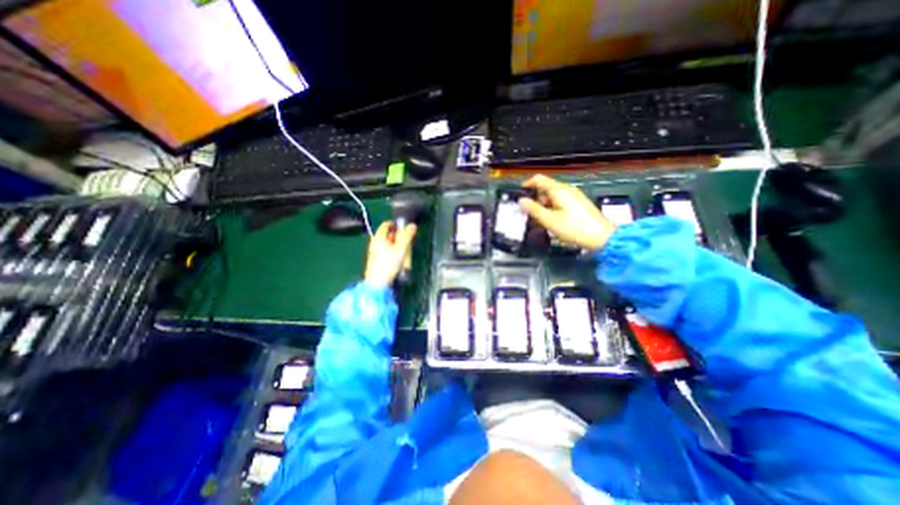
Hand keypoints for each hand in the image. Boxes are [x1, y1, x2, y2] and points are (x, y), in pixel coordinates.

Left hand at [366, 221, 417, 286]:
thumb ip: (407, 236)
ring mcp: (375, 252)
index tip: (406, 231)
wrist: (378, 283)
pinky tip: (398, 261)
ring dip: (398, 247)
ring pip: (389, 244)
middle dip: (399, 238)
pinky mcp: (376, 260)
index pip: (387, 224)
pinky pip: (387, 252)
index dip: (397, 225)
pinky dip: (393, 254)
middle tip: (407, 244)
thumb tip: (413, 225)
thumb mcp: (401, 248)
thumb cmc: (389, 264)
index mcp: (378, 236)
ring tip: (404, 254)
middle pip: (389, 235)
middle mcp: (375, 242)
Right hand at [516, 177, 615, 251]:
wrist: (601, 237)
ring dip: (544, 205)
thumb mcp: (549, 220)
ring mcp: (574, 196)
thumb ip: (533, 209)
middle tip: (530, 214)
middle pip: (546, 188)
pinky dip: (553, 208)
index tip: (520, 193)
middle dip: (536, 199)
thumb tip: (521, 201)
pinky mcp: (579, 204)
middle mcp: (567, 190)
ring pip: (553, 196)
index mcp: (559, 190)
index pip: (539, 179)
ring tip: (541, 220)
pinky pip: (561, 202)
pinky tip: (553, 221)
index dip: (527, 184)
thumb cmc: (573, 228)